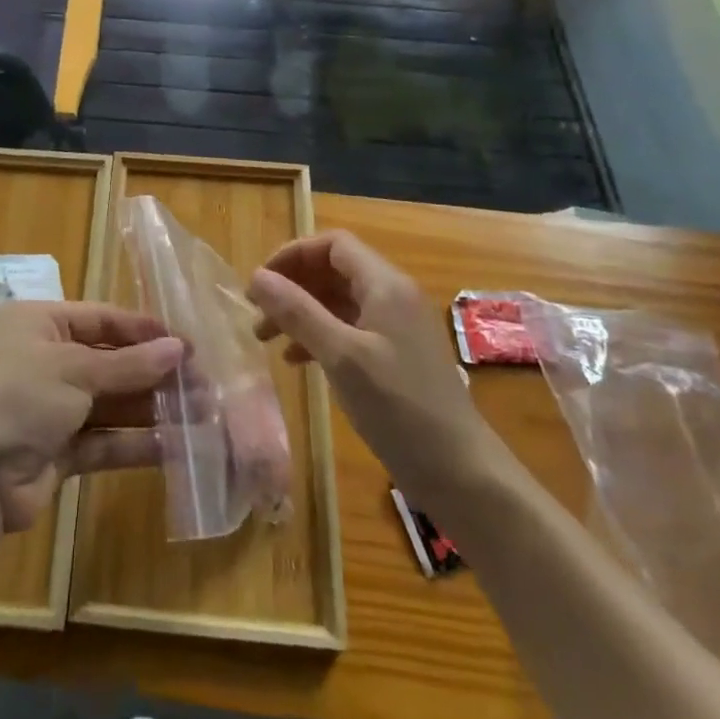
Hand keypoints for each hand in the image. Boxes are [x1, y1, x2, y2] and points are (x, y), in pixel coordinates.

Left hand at [0, 301, 183, 533]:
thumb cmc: (17, 397)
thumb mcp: (73, 370)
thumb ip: (128, 364)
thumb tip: (179, 348)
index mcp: (39, 324)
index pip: (101, 318)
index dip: (143, 330)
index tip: (187, 342)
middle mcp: (44, 361)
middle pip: (109, 362)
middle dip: (153, 373)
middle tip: (204, 382)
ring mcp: (50, 408)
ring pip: (110, 404)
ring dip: (151, 408)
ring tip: (202, 413)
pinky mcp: (56, 452)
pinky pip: (103, 441)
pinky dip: (134, 443)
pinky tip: (175, 445)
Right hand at [247, 231, 499, 495]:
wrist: (462, 474)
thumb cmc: (399, 407)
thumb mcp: (341, 356)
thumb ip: (298, 312)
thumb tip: (257, 277)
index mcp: (385, 284)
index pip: (333, 244)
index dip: (293, 254)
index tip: (260, 282)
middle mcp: (393, 296)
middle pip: (334, 271)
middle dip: (292, 285)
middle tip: (256, 312)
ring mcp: (397, 328)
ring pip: (338, 302)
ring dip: (301, 313)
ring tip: (266, 339)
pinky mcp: (396, 357)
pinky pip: (349, 330)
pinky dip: (319, 337)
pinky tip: (297, 362)